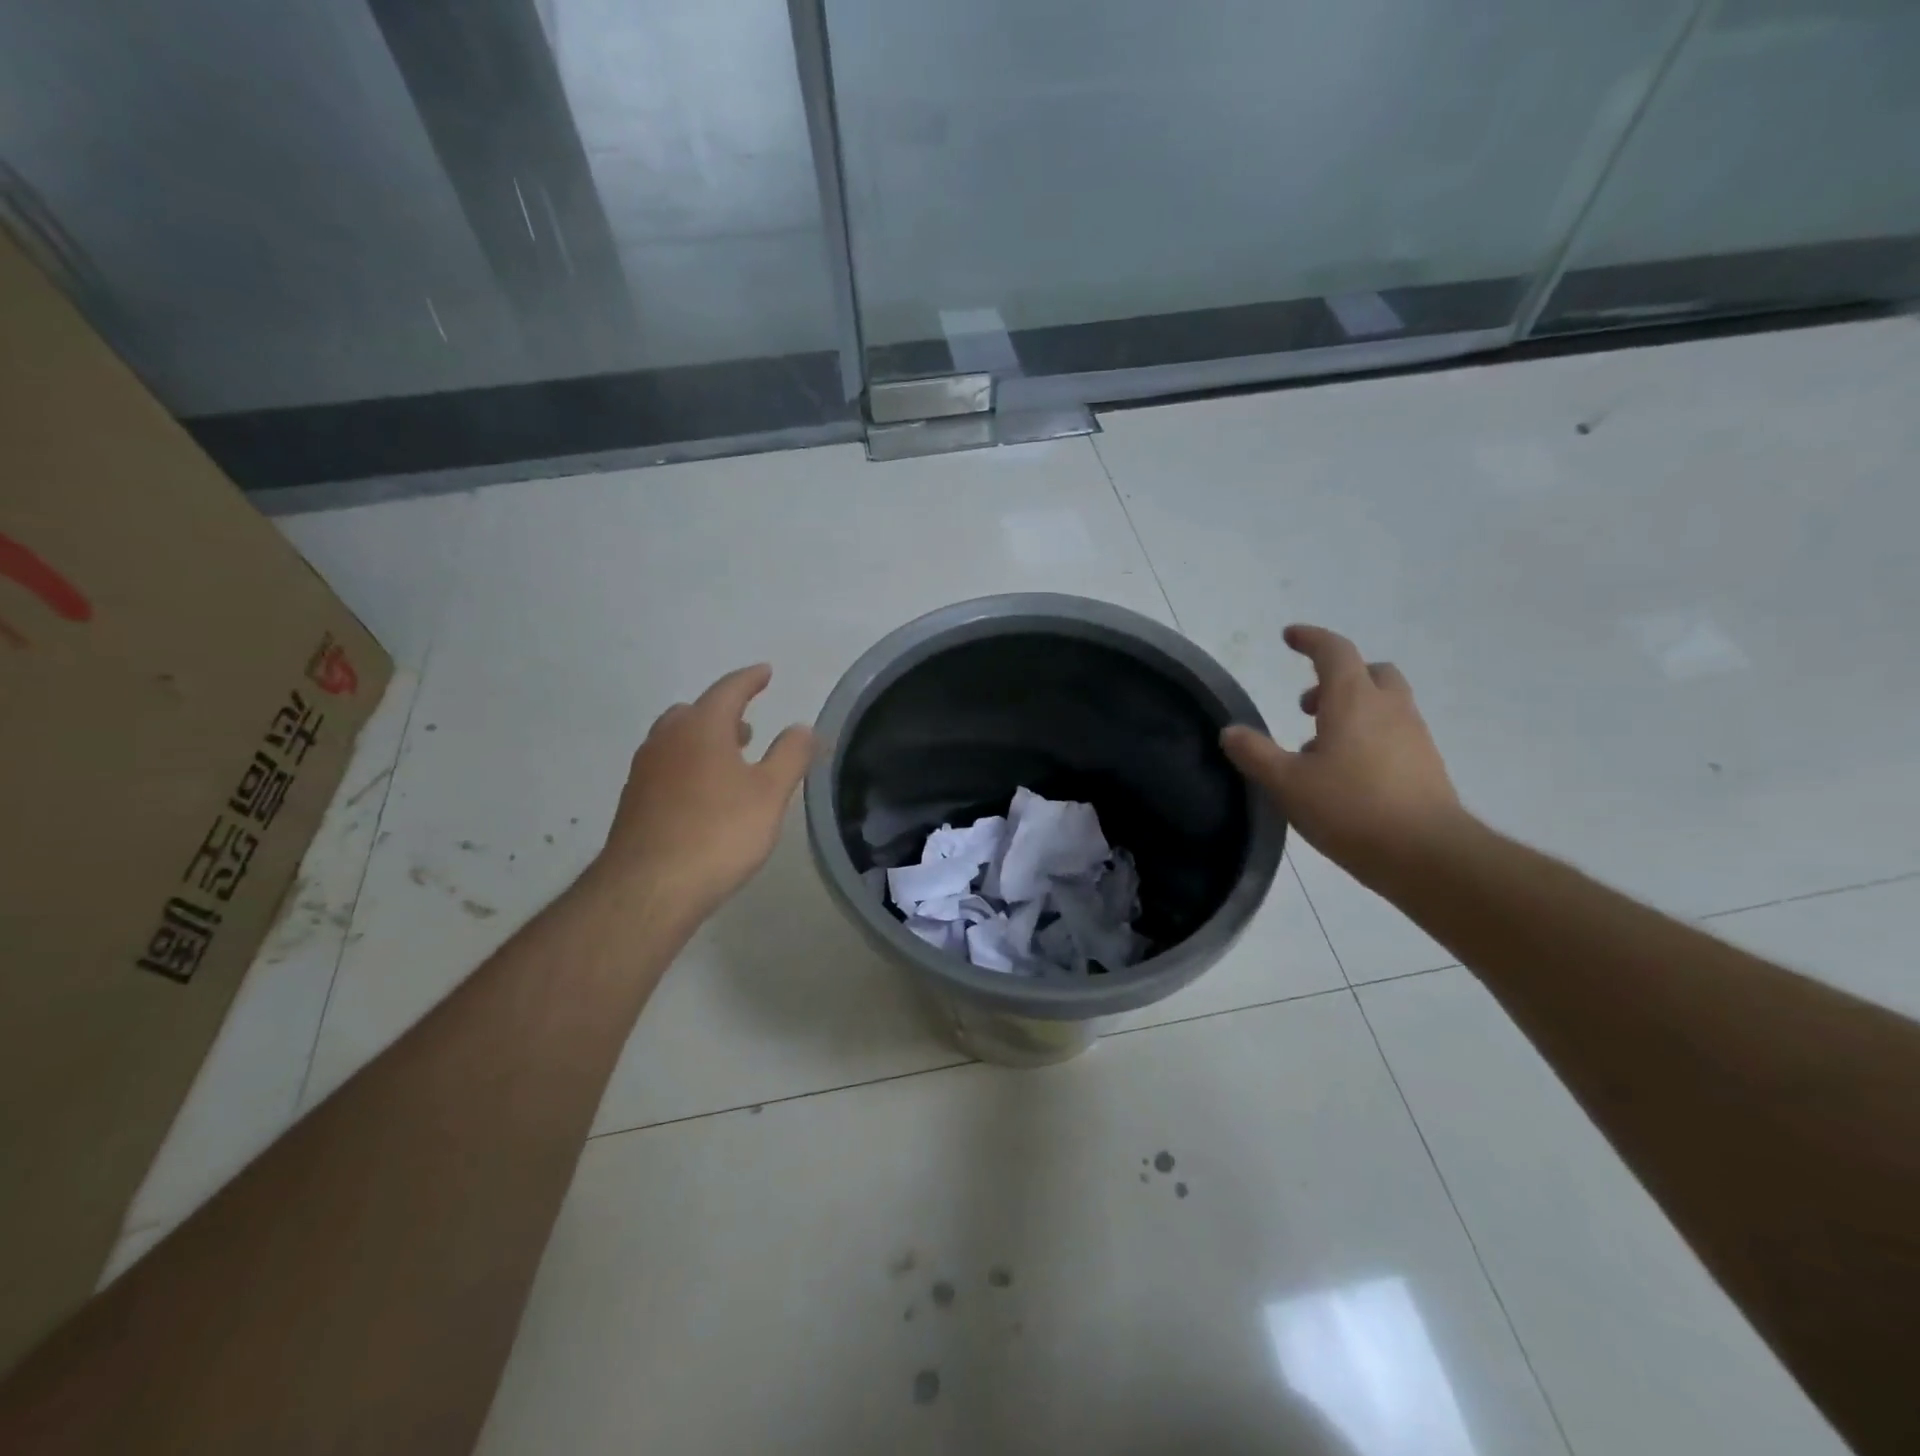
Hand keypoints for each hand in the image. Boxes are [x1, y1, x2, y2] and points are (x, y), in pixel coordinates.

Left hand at [596, 665, 814, 916]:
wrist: (649, 887)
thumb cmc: (718, 832)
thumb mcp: (770, 793)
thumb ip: (790, 755)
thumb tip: (802, 726)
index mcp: (701, 727)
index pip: (728, 690)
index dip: (750, 679)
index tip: (766, 672)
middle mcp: (666, 739)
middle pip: (695, 712)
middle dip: (723, 713)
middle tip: (748, 725)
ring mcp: (645, 770)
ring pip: (676, 740)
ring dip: (704, 740)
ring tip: (730, 760)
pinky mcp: (634, 801)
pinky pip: (666, 768)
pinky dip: (688, 766)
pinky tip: (703, 795)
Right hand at [1221, 625, 1461, 886]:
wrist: (1427, 854)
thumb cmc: (1350, 808)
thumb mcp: (1286, 783)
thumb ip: (1255, 753)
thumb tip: (1229, 731)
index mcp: (1353, 700)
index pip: (1334, 651)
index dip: (1311, 639)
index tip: (1290, 637)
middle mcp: (1389, 708)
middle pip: (1369, 672)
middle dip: (1336, 679)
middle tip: (1307, 707)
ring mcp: (1414, 735)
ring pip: (1384, 704)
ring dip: (1352, 711)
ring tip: (1319, 749)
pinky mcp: (1427, 764)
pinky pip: (1394, 733)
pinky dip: (1369, 737)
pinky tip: (1348, 775)